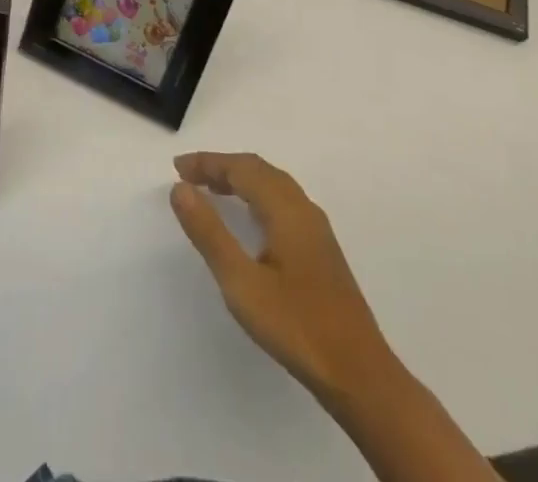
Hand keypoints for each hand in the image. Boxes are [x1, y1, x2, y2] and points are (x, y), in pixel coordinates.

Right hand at [170, 151, 395, 405]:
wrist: (360, 375)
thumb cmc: (296, 326)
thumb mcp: (242, 283)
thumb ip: (209, 233)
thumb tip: (180, 188)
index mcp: (285, 208)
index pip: (241, 168)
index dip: (208, 163)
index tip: (177, 167)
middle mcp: (303, 208)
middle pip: (258, 170)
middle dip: (222, 167)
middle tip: (189, 176)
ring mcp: (316, 229)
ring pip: (273, 185)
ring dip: (241, 180)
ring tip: (212, 191)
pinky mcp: (322, 250)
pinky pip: (283, 202)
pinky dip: (257, 196)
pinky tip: (250, 220)